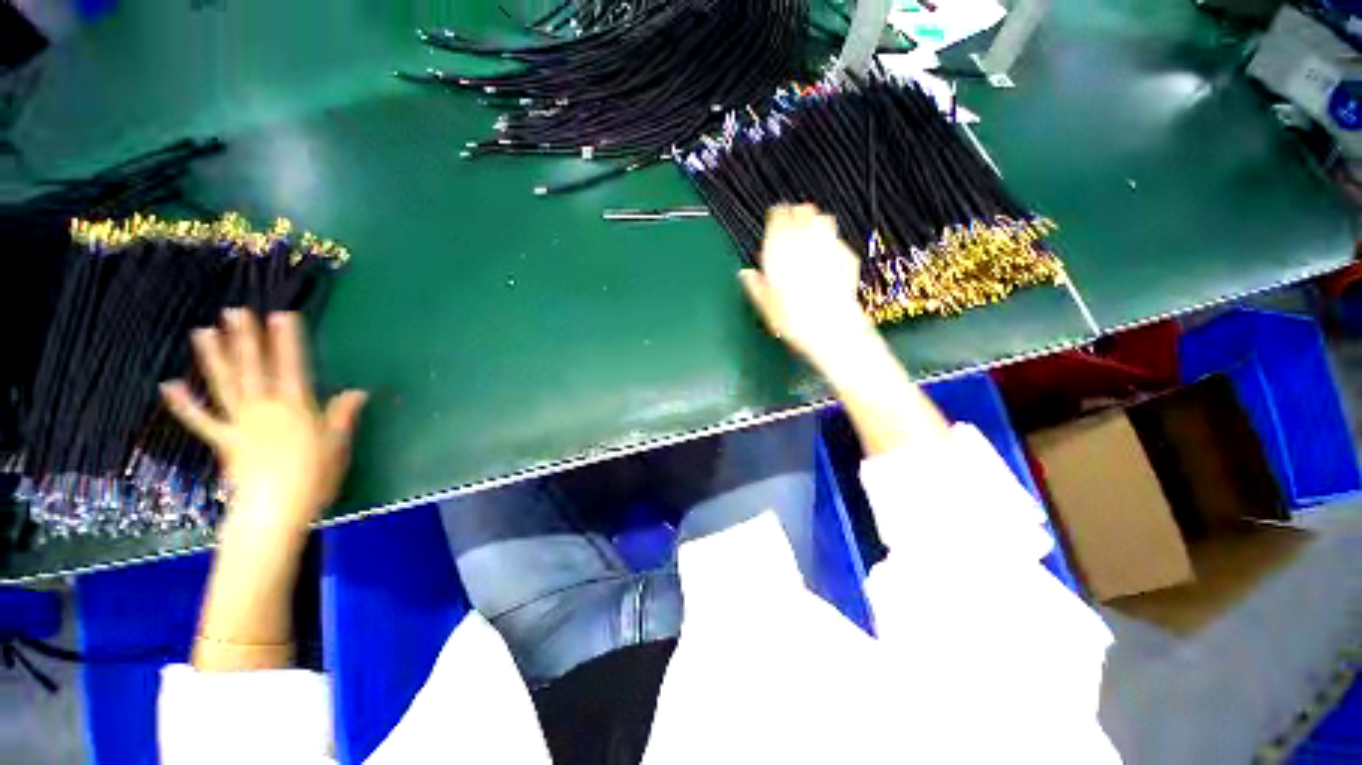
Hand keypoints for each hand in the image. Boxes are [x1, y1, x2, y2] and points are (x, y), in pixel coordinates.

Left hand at [160, 310, 366, 537]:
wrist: (276, 509)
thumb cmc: (315, 475)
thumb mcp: (338, 444)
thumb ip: (343, 415)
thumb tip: (357, 391)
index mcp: (295, 407)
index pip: (293, 367)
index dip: (287, 341)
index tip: (282, 316)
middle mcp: (264, 408)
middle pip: (254, 368)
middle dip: (246, 339)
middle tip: (236, 312)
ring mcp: (240, 422)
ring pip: (225, 384)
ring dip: (214, 358)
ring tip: (203, 332)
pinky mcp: (223, 440)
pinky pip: (201, 420)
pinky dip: (184, 404)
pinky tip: (169, 386)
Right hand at [739, 204, 874, 366]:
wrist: (830, 327)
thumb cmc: (794, 319)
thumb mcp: (765, 305)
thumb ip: (755, 285)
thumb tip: (745, 274)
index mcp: (780, 251)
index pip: (778, 218)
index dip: (776, 216)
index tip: (775, 216)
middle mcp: (805, 243)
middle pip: (802, 212)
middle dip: (796, 214)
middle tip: (792, 220)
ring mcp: (829, 247)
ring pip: (822, 219)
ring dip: (814, 221)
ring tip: (809, 229)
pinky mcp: (847, 256)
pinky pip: (836, 239)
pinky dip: (830, 241)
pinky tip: (826, 252)